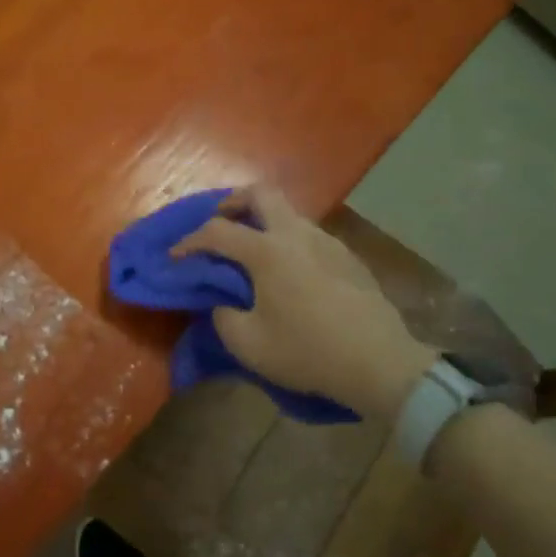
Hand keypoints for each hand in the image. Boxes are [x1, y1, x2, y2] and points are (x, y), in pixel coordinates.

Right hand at [172, 186, 435, 423]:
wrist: (379, 362)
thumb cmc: (308, 352)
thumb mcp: (249, 345)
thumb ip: (224, 317)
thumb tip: (224, 302)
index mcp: (268, 251)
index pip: (217, 231)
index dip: (190, 241)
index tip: (176, 256)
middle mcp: (297, 234)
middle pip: (260, 193)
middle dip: (233, 202)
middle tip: (221, 223)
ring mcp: (327, 241)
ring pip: (289, 213)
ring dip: (264, 222)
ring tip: (253, 252)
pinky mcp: (348, 257)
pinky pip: (309, 235)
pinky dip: (289, 241)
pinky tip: (290, 272)